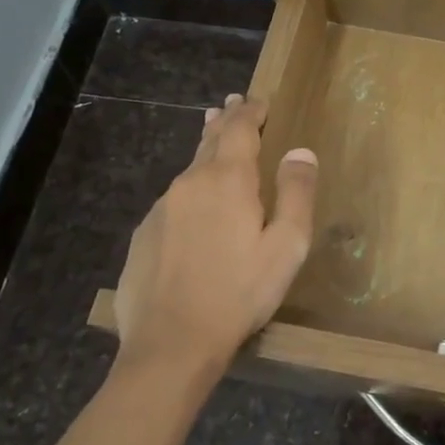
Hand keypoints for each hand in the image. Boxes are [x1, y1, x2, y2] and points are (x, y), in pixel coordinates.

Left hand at [112, 95, 316, 384]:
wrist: (170, 344)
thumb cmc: (239, 293)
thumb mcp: (286, 247)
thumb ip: (296, 194)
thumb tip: (301, 152)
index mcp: (227, 180)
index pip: (240, 129)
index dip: (250, 111)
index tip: (258, 100)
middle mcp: (189, 184)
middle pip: (210, 141)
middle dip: (225, 121)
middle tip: (231, 104)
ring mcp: (161, 209)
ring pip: (189, 171)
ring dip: (206, 153)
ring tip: (213, 139)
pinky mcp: (144, 234)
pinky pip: (174, 201)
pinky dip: (190, 191)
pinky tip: (195, 208)